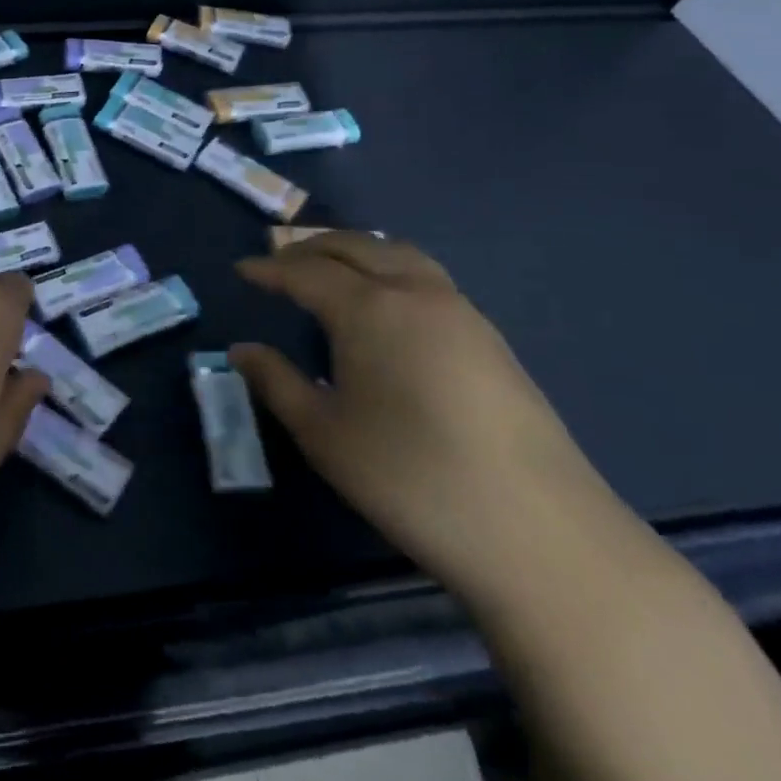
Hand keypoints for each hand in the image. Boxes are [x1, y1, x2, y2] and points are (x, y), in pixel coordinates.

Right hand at [232, 232, 613, 598]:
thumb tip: (241, 351)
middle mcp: (415, 293)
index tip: (240, 271)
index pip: (305, 272)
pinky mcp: (490, 339)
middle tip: (278, 263)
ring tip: (329, 270)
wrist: (539, 533)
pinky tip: (384, 307)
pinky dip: (390, 270)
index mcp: (368, 308)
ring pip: (397, 254)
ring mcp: (460, 312)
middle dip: (310, 247)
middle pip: (355, 246)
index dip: (268, 269)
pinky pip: (427, 278)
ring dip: (355, 251)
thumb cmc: (410, 478)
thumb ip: (276, 382)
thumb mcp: (324, 434)